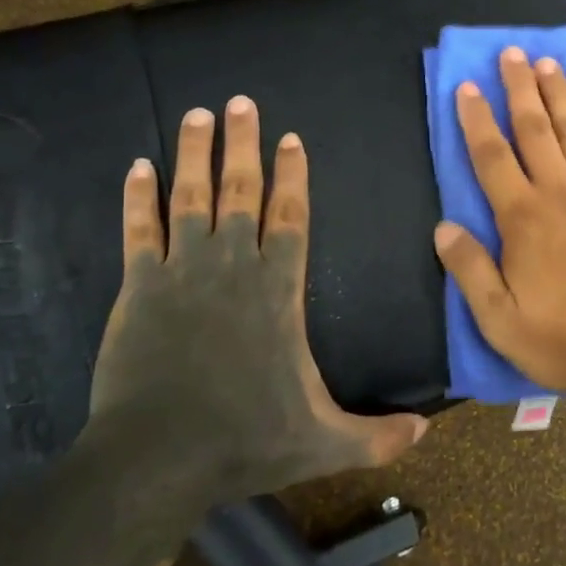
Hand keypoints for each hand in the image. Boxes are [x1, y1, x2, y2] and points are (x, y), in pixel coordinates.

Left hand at [89, 96, 427, 499]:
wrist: (156, 460)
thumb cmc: (245, 441)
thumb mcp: (324, 443)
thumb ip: (378, 436)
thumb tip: (428, 433)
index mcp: (278, 289)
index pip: (290, 216)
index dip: (292, 175)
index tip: (290, 138)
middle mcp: (233, 266)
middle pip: (240, 192)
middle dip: (242, 145)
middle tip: (240, 104)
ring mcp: (181, 272)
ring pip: (190, 198)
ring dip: (195, 154)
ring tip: (198, 115)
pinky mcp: (138, 288)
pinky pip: (139, 230)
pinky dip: (138, 197)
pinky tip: (138, 165)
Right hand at [433, 48, 565, 396]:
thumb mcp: (501, 320)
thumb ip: (470, 271)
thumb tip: (443, 227)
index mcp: (523, 219)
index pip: (492, 158)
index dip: (477, 120)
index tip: (468, 86)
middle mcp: (559, 193)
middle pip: (534, 130)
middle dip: (520, 89)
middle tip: (511, 52)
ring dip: (559, 96)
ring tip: (548, 64)